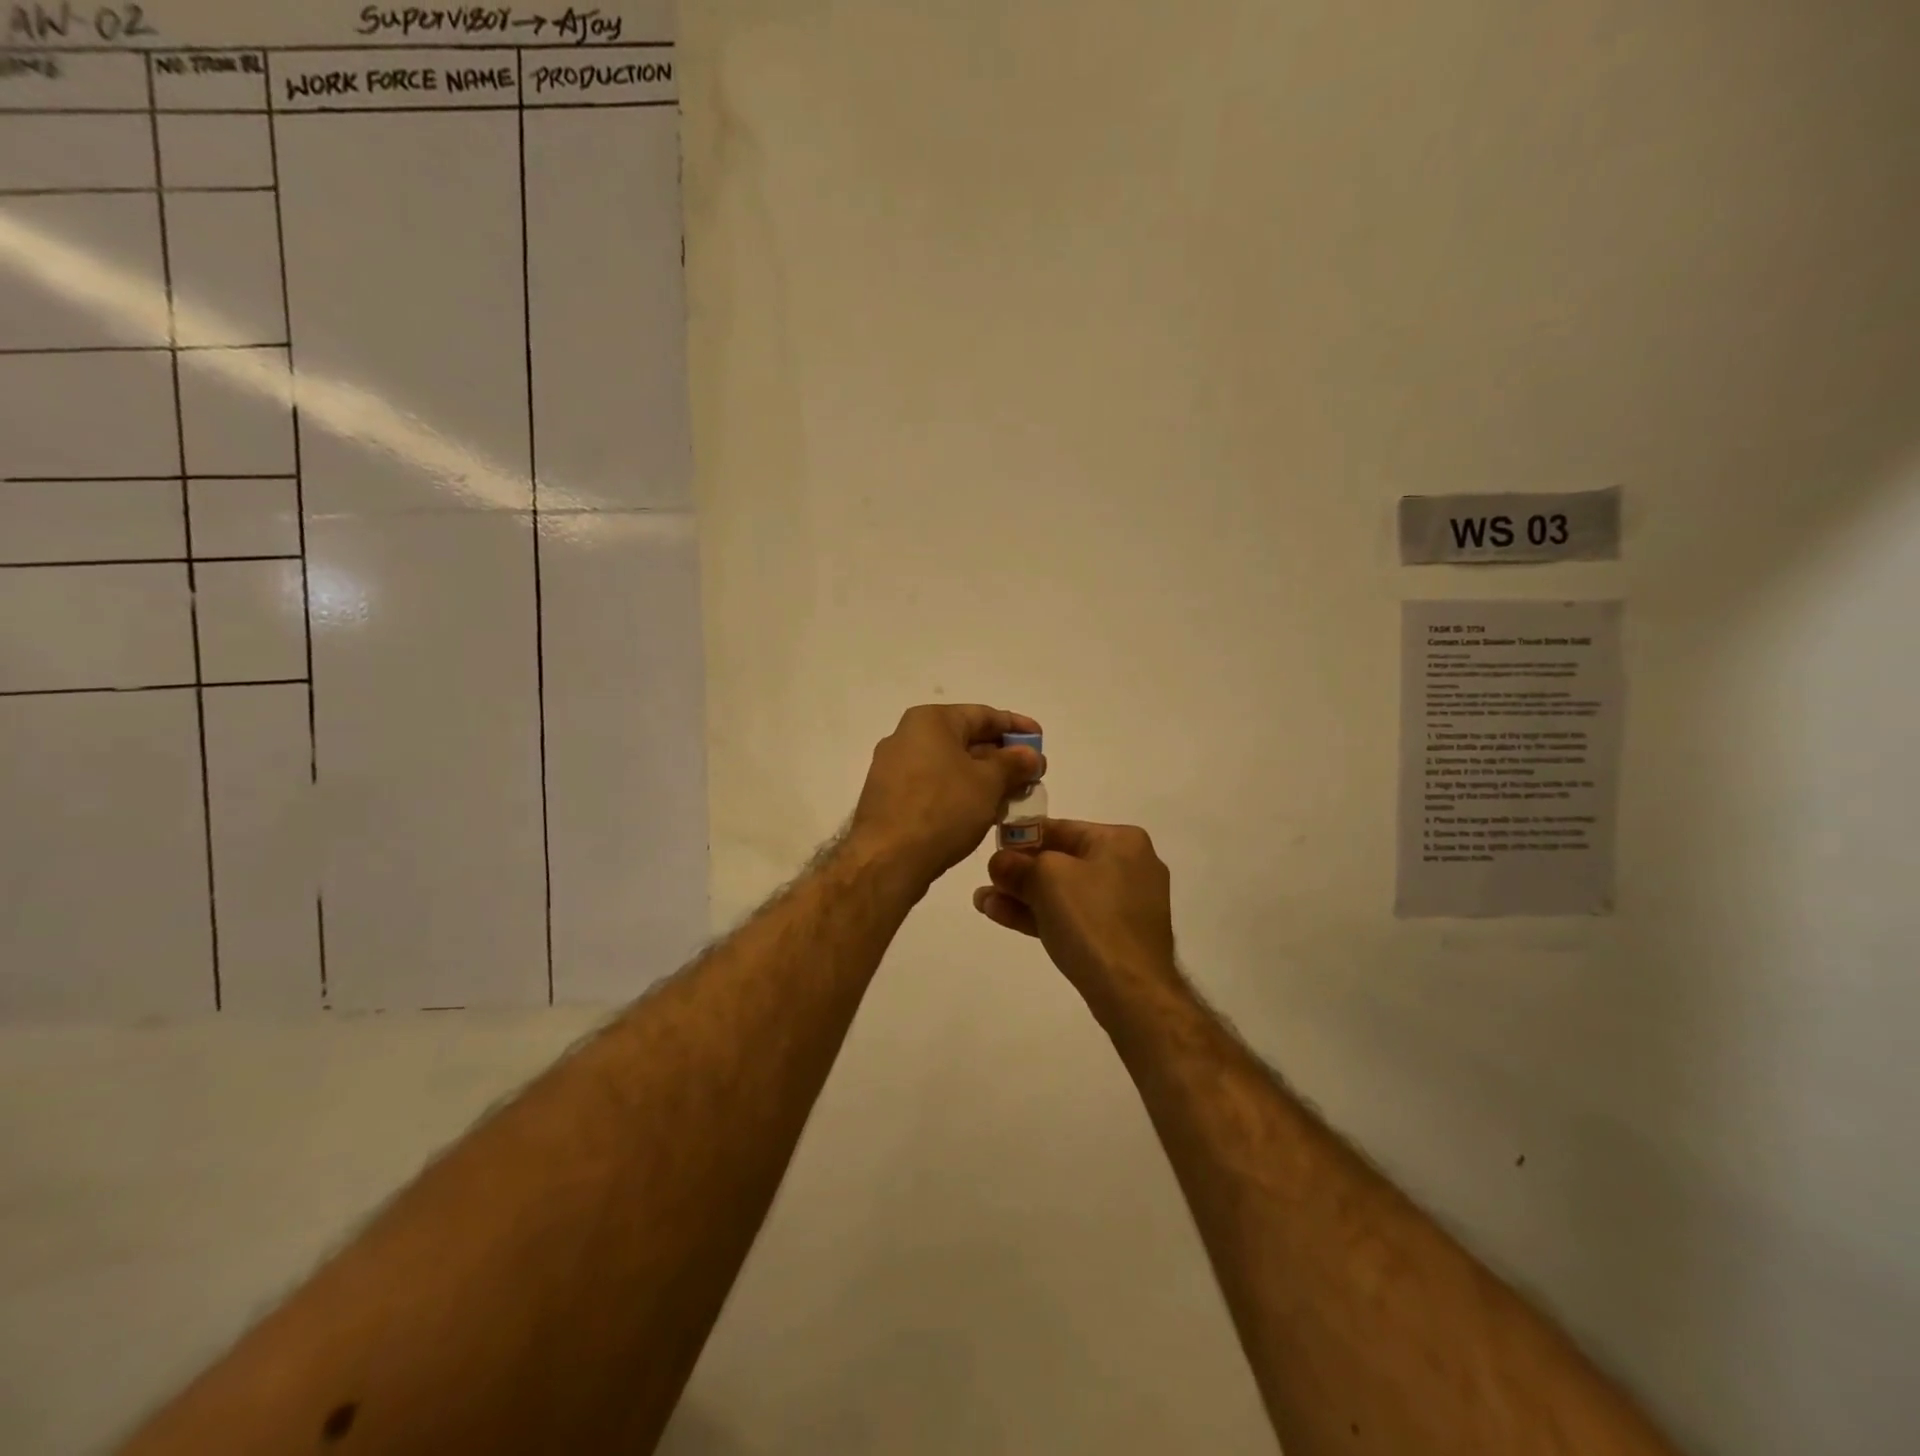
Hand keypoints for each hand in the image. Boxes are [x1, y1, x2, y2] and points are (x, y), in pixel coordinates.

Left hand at [850, 704, 1043, 886]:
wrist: (886, 859)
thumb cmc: (942, 808)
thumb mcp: (988, 783)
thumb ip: (1014, 763)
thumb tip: (1030, 755)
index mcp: (930, 721)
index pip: (983, 715)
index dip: (1017, 727)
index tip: (1041, 740)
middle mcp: (908, 737)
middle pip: (966, 740)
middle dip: (1003, 758)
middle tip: (1033, 775)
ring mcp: (895, 769)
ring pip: (952, 767)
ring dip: (985, 780)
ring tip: (1015, 798)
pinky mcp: (891, 798)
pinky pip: (935, 787)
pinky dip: (962, 795)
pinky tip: (985, 813)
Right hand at [973, 819, 1177, 1008]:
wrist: (1131, 990)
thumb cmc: (1091, 919)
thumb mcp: (1045, 878)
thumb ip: (1016, 864)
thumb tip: (999, 863)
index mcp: (1121, 841)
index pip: (1061, 828)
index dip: (1022, 837)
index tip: (993, 848)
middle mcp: (1129, 866)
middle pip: (1061, 862)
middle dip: (1019, 873)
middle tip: (986, 880)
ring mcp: (1125, 905)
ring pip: (1064, 893)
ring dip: (1023, 896)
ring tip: (982, 902)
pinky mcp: (1117, 937)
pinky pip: (1073, 916)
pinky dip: (1041, 915)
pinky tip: (1001, 915)